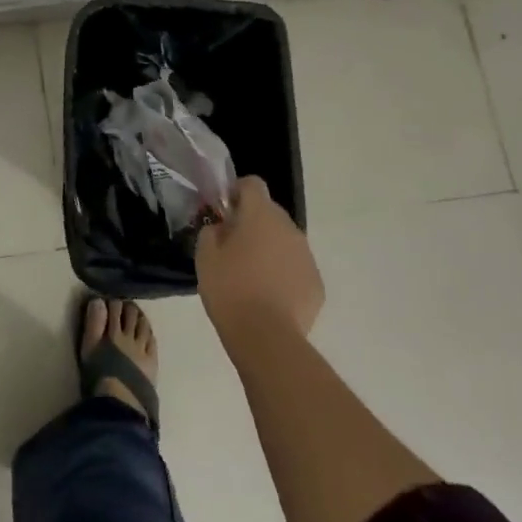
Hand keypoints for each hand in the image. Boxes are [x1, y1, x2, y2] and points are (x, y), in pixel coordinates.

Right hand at [195, 176, 321, 348]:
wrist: (266, 337)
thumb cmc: (229, 289)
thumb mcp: (205, 255)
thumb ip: (212, 231)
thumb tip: (222, 227)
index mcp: (260, 215)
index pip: (252, 184)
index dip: (237, 192)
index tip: (225, 211)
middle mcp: (289, 228)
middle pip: (270, 212)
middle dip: (253, 222)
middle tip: (233, 246)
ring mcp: (306, 256)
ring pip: (285, 240)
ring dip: (269, 248)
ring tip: (251, 275)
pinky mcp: (316, 283)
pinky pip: (296, 267)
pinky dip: (283, 273)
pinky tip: (268, 296)